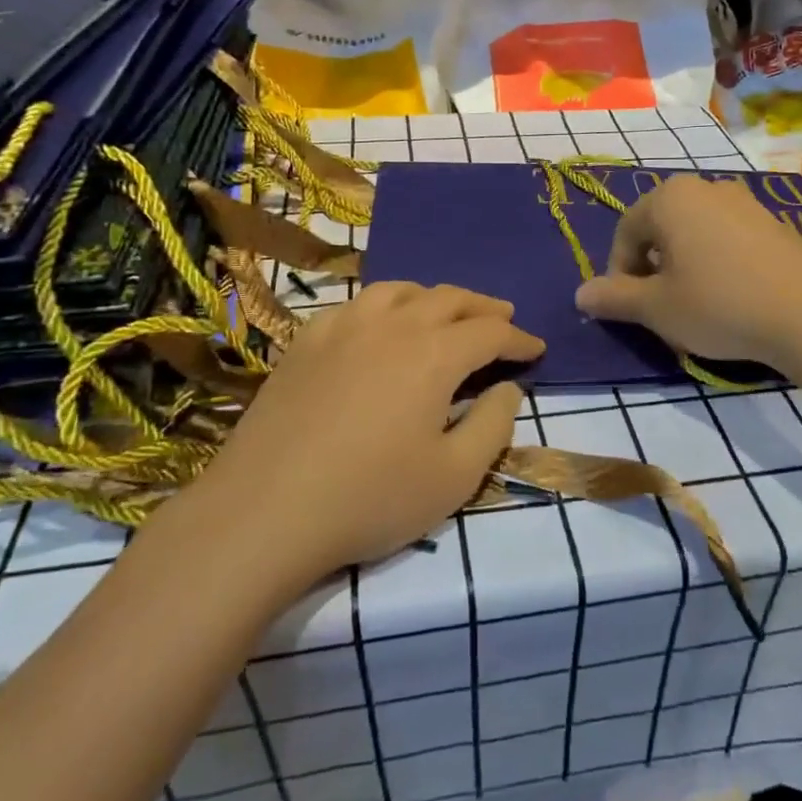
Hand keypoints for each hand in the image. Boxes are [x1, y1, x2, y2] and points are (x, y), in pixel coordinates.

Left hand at [202, 283, 543, 580]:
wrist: (265, 510)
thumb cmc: (371, 498)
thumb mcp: (455, 476)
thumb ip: (493, 425)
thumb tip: (509, 388)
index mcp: (435, 354)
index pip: (491, 331)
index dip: (519, 338)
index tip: (536, 349)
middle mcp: (393, 325)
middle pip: (449, 298)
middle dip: (484, 307)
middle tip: (503, 316)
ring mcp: (344, 327)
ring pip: (401, 290)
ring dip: (435, 297)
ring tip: (447, 311)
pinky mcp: (306, 341)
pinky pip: (357, 304)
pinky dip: (385, 305)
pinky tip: (381, 324)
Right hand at [574, 174, 801, 369]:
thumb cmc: (719, 305)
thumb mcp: (656, 308)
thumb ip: (614, 298)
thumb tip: (580, 295)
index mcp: (669, 198)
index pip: (625, 232)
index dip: (619, 273)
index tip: (629, 307)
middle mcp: (705, 187)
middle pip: (660, 228)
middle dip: (652, 267)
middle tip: (660, 306)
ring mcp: (744, 201)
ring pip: (694, 233)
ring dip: (684, 264)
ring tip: (695, 303)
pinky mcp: (773, 221)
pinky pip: (727, 237)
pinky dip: (717, 262)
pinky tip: (731, 296)